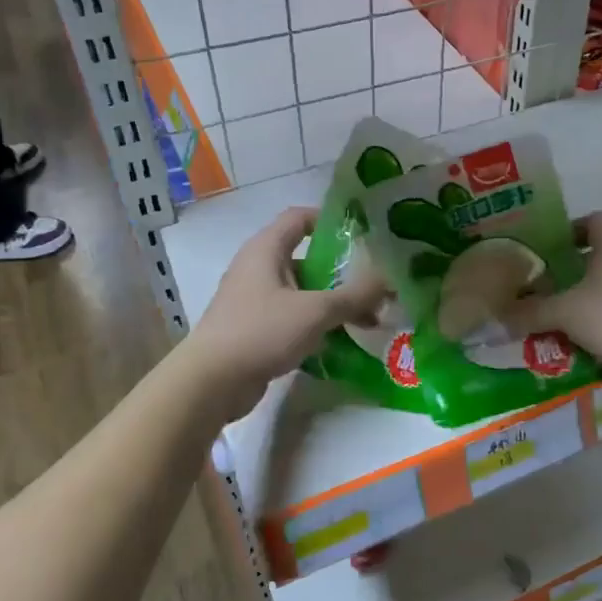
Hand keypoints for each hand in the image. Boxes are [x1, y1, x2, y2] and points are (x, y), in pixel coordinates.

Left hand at [181, 207, 388, 421]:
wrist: (211, 382)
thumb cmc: (261, 331)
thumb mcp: (316, 311)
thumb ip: (355, 295)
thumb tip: (390, 280)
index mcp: (266, 249)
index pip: (300, 218)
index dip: (331, 220)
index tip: (364, 234)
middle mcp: (258, 268)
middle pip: (306, 257)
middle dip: (342, 271)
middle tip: (376, 283)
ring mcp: (254, 300)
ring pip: (302, 291)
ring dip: (333, 302)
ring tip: (368, 318)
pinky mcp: (254, 329)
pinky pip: (293, 317)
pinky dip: (316, 323)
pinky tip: (342, 340)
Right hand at [503, 211, 601, 379]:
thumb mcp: (563, 312)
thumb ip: (530, 311)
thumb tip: (499, 315)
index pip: (593, 220)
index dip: (568, 231)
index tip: (546, 251)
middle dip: (574, 268)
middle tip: (546, 285)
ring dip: (589, 296)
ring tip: (561, 315)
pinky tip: (585, 338)